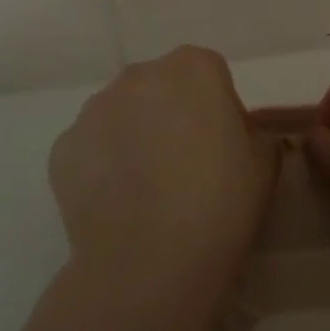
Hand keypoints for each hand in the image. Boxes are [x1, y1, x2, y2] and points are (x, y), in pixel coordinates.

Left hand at [49, 45, 278, 307]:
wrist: (150, 262)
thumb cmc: (220, 203)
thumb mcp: (265, 162)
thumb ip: (252, 132)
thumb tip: (234, 135)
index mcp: (194, 68)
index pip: (210, 74)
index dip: (218, 109)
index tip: (222, 146)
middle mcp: (140, 75)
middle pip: (161, 87)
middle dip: (171, 114)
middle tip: (184, 165)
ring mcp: (95, 109)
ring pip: (121, 114)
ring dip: (134, 136)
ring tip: (146, 189)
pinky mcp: (63, 147)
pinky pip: (91, 147)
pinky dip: (102, 165)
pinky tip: (118, 203)